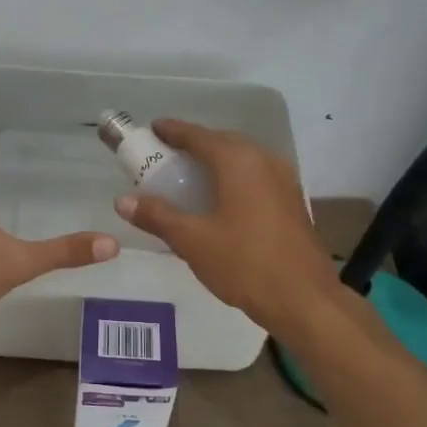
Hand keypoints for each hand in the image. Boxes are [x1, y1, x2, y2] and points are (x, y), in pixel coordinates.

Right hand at [113, 119, 340, 333]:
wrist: (303, 299)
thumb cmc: (243, 264)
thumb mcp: (192, 241)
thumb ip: (157, 216)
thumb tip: (123, 200)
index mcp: (238, 162)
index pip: (199, 136)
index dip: (173, 131)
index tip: (153, 128)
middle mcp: (264, 160)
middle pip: (223, 141)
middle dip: (195, 144)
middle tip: (167, 154)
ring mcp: (283, 180)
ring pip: (243, 158)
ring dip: (216, 160)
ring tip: (191, 175)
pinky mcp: (292, 200)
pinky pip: (256, 175)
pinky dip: (233, 176)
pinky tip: (221, 198)